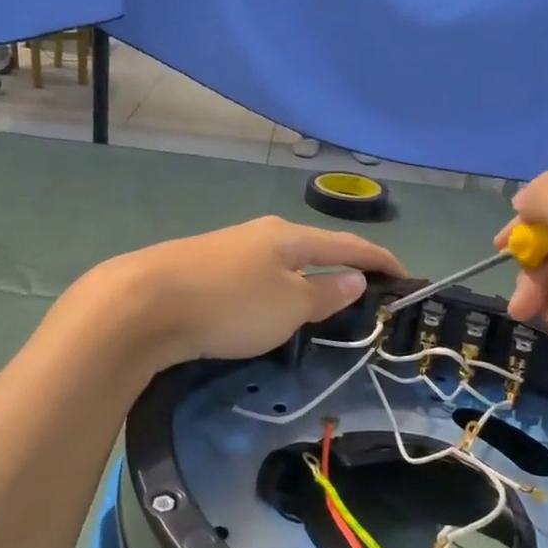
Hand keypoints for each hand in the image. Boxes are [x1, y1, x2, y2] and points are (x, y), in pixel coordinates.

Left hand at [86, 217, 403, 370]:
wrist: (142, 304)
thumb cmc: (230, 303)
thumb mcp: (289, 305)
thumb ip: (325, 293)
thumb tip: (355, 277)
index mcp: (289, 237)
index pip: (348, 245)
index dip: (380, 260)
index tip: (405, 277)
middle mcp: (260, 235)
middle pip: (313, 251)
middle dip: (340, 271)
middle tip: (362, 299)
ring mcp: (228, 251)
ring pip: (280, 266)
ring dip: (305, 284)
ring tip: (318, 310)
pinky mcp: (202, 272)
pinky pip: (254, 281)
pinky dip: (274, 294)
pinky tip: (267, 311)